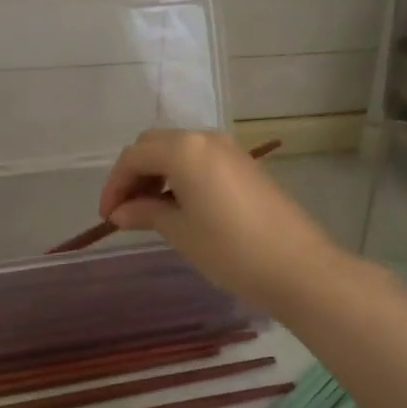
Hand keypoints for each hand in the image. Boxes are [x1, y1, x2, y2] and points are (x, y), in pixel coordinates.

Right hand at [98, 130, 344, 315]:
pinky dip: (181, 177)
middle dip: (134, 174)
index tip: (107, 216)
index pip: (135, 156)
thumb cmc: (231, 251)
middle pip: (155, 145)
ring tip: (148, 211)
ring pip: (179, 151)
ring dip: (157, 174)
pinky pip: (201, 161)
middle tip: (124, 211)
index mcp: (185, 150)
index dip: (114, 184)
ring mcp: (230, 151)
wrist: (299, 268)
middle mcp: (207, 139)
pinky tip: (179, 207)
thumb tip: (120, 211)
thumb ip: (145, 213)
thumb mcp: (180, 232)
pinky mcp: (246, 167)